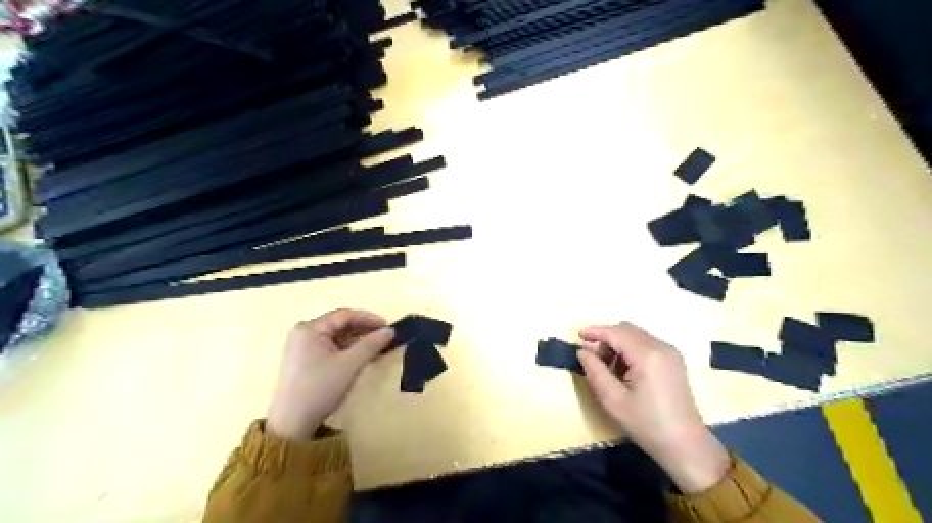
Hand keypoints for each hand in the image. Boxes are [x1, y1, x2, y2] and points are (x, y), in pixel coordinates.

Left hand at [266, 308, 392, 442]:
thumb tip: (390, 330)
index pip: (344, 315)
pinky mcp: (303, 360)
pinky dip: (346, 350)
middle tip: (384, 338)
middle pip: (339, 325)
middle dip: (363, 330)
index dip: (368, 318)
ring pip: (336, 337)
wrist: (292, 423)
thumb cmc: (320, 388)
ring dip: (356, 341)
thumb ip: (371, 344)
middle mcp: (303, 332)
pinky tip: (360, 357)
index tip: (388, 326)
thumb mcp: (349, 365)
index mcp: (309, 328)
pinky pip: (330, 347)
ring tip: (376, 348)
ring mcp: (301, 347)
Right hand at [577, 323, 736, 493]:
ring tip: (607, 367)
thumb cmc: (647, 425)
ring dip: (618, 343)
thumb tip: (583, 351)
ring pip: (637, 335)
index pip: (616, 333)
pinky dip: (630, 349)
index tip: (578, 336)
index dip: (595, 331)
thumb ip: (595, 371)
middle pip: (627, 329)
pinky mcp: (674, 361)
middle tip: (592, 357)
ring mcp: (671, 353)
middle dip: (607, 337)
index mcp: (648, 355)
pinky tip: (625, 371)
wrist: (686, 446)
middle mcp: (661, 347)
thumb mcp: (613, 400)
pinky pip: (646, 344)